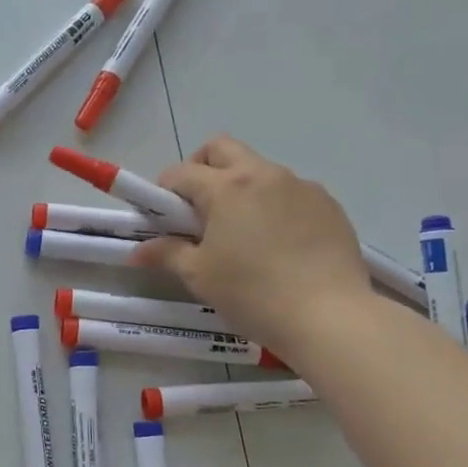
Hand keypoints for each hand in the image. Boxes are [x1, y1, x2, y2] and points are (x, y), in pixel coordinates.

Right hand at [133, 136, 370, 357]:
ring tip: (243, 233)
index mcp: (226, 187)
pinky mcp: (329, 205)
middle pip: (222, 149)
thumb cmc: (253, 294)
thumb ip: (167, 254)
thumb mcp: (200, 276)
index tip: (164, 218)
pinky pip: (291, 193)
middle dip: (202, 169)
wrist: (330, 317)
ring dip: (241, 188)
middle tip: (199, 210)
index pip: (182, 172)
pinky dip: (275, 206)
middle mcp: (264, 174)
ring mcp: (301, 186)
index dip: (165, 191)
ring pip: (260, 170)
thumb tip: (138, 251)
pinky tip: (280, 244)